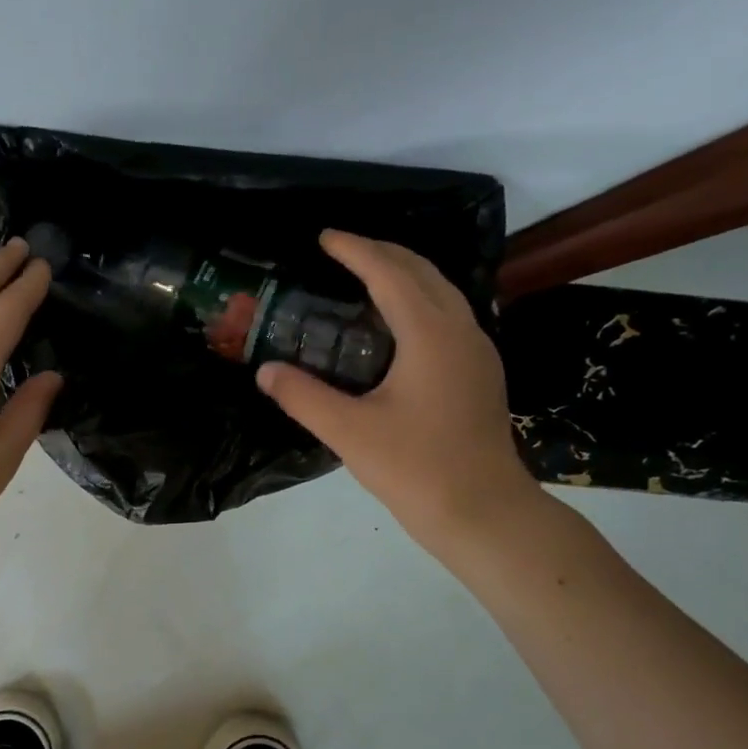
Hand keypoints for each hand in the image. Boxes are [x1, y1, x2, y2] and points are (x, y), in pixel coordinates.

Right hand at [257, 230, 543, 556]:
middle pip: (422, 272)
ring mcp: (477, 351)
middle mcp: (461, 330)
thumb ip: (302, 397)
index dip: (355, 250)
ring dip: (403, 275)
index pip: (389, 273)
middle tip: (340, 251)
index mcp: (431, 334)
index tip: (324, 237)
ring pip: (441, 292)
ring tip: (363, 277)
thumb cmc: (416, 468)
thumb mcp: (348, 432)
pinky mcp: (479, 373)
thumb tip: (265, 371)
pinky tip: (394, 325)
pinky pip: (447, 316)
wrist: (482, 511)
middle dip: (381, 253)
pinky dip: (417, 302)